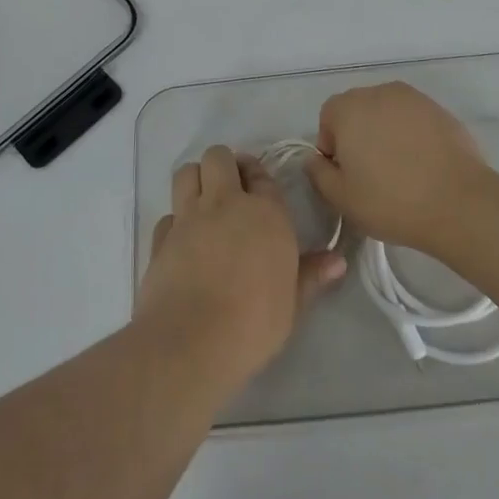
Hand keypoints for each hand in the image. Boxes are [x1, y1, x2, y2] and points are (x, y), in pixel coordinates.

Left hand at [137, 145, 345, 392]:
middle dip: (224, 164)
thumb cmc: (254, 323)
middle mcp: (225, 203)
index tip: (258, 187)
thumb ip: (311, 275)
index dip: (257, 175)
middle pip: (218, 157)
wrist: (192, 342)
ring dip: (196, 179)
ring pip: (187, 172)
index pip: (261, 174)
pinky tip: (183, 240)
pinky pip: (167, 214)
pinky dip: (175, 221)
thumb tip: (338, 261)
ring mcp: (188, 217)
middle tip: (231, 188)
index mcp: (265, 213)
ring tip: (204, 202)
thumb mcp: (293, 303)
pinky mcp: (160, 238)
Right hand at [305, 83, 495, 255]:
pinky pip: (414, 119)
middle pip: (358, 110)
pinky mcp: (440, 110)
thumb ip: (318, 173)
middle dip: (358, 135)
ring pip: (387, 113)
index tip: (345, 174)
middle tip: (370, 173)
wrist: (458, 202)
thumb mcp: (341, 197)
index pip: (328, 117)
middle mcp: (379, 92)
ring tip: (399, 168)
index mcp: (349, 108)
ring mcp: (414, 98)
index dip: (331, 146)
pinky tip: (422, 165)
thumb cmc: (391, 201)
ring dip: (386, 133)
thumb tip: (315, 158)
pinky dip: (412, 135)